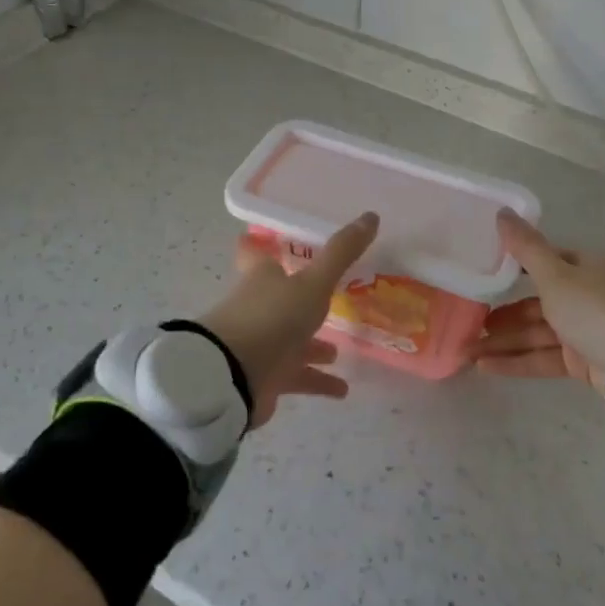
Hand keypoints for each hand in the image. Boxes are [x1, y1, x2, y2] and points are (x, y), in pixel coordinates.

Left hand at [198, 212, 377, 426]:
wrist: (233, 377)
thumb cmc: (272, 317)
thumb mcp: (313, 282)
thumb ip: (341, 253)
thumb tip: (371, 215)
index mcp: (262, 278)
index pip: (256, 254)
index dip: (259, 245)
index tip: (260, 238)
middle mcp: (259, 307)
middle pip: (279, 298)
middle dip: (301, 300)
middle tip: (327, 299)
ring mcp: (261, 344)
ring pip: (291, 340)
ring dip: (313, 345)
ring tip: (338, 351)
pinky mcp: (266, 377)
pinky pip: (297, 377)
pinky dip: (318, 381)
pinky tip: (341, 389)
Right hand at [479, 211, 604, 389]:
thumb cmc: (593, 308)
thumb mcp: (555, 274)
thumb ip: (525, 247)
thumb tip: (502, 211)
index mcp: (580, 267)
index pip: (540, 263)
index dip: (511, 269)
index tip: (481, 276)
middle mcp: (581, 295)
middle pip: (533, 303)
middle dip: (500, 314)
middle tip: (467, 322)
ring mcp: (582, 330)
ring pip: (534, 333)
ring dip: (502, 341)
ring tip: (467, 350)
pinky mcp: (581, 361)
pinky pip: (542, 357)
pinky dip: (516, 361)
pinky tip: (485, 367)